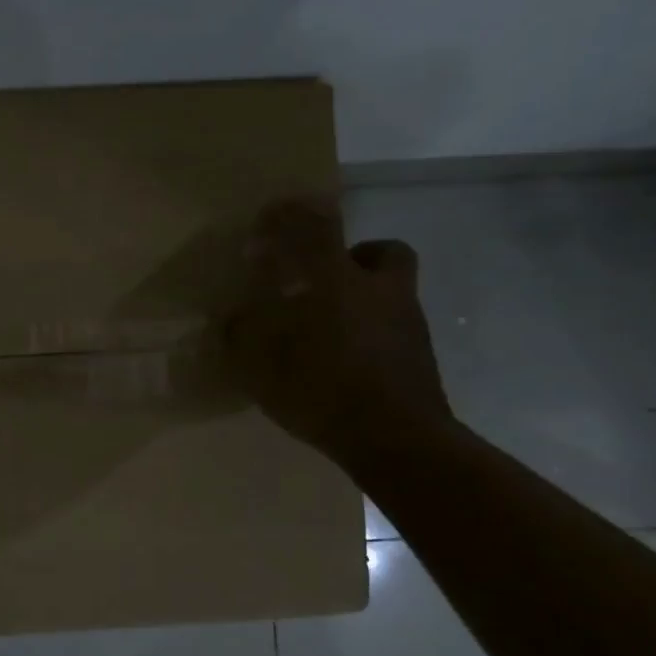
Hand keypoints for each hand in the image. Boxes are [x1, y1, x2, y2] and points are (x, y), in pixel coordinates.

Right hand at [221, 199, 450, 467]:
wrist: (396, 439)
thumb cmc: (321, 389)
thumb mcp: (261, 364)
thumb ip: (243, 334)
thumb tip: (235, 319)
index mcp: (336, 280)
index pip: (315, 226)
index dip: (292, 215)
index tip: (271, 217)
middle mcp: (379, 289)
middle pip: (381, 251)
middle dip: (353, 256)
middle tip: (323, 278)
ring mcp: (407, 321)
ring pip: (391, 290)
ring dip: (364, 296)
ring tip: (331, 327)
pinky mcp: (419, 355)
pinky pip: (392, 328)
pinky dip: (371, 333)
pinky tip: (347, 360)